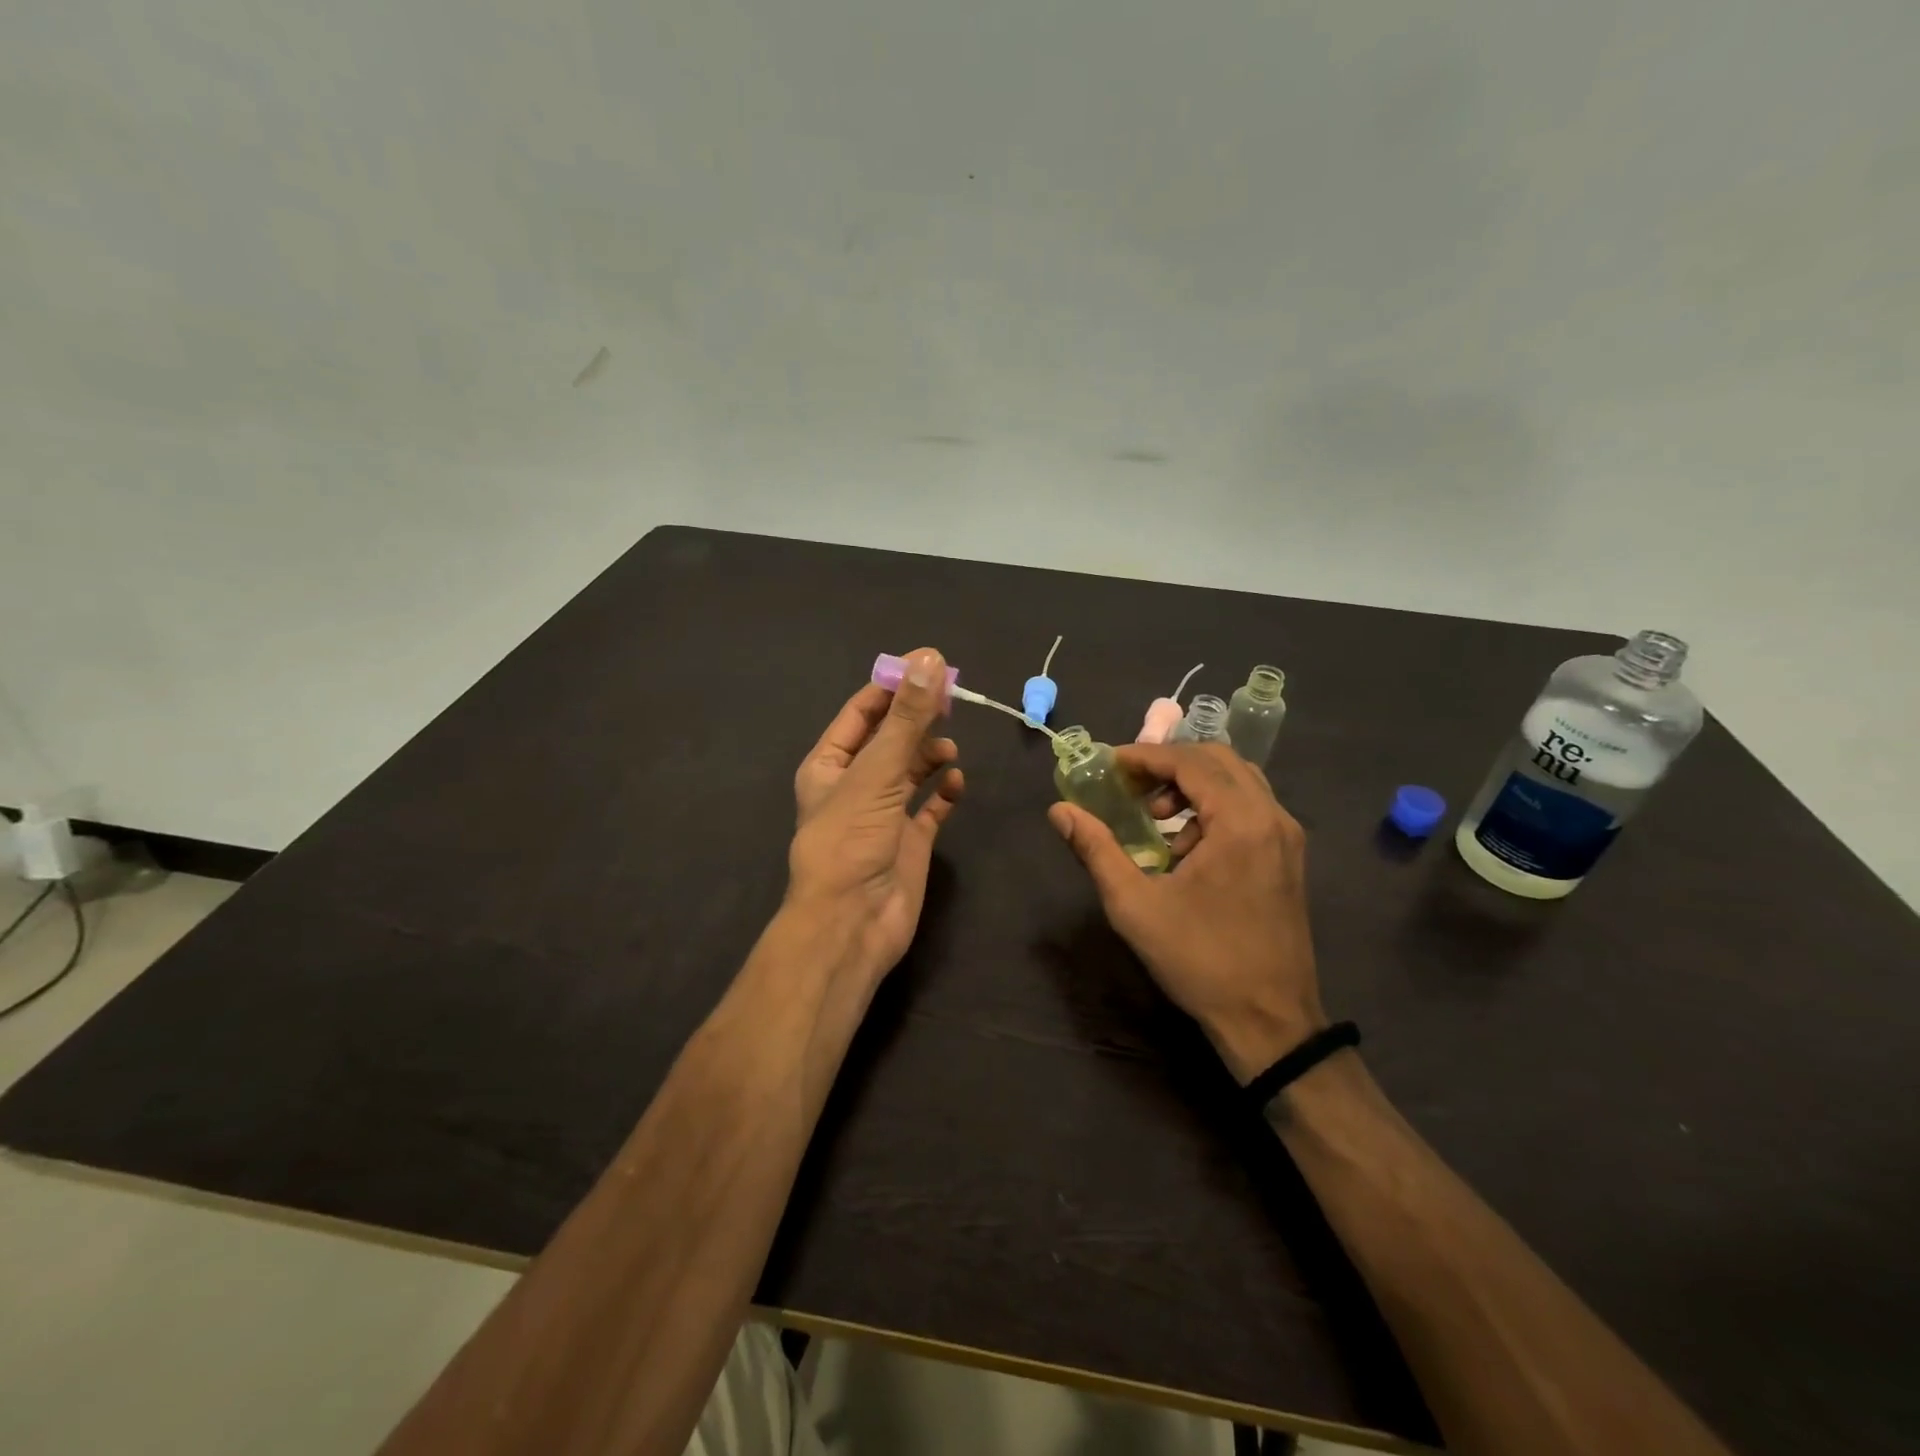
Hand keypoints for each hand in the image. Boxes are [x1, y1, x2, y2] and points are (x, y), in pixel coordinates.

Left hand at [788, 648, 964, 984]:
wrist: (853, 922)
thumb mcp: (876, 772)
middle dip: (917, 719)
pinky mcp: (910, 840)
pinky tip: (955, 784)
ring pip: (911, 771)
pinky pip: (931, 806)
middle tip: (952, 700)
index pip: (861, 713)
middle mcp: (855, 785)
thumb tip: (928, 659)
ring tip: (949, 749)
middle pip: (890, 739)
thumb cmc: (851, 840)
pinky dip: (944, 792)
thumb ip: (906, 719)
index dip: (893, 687)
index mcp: (830, 764)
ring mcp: (884, 814)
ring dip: (930, 755)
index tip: (929, 665)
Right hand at [1049, 742, 1323, 1082]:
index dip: (1145, 757)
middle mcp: (1272, 817)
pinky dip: (1214, 807)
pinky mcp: (1289, 856)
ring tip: (1156, 820)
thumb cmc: (1199, 960)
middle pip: (1219, 760)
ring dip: (1193, 785)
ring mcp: (1287, 837)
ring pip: (1238, 781)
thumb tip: (1059, 811)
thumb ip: (1096, 850)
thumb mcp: (1134, 905)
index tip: (1109, 766)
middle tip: (1130, 787)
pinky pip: (1251, 807)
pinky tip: (1188, 848)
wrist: (1269, 1021)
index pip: (1191, 761)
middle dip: (1169, 765)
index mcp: (1240, 822)